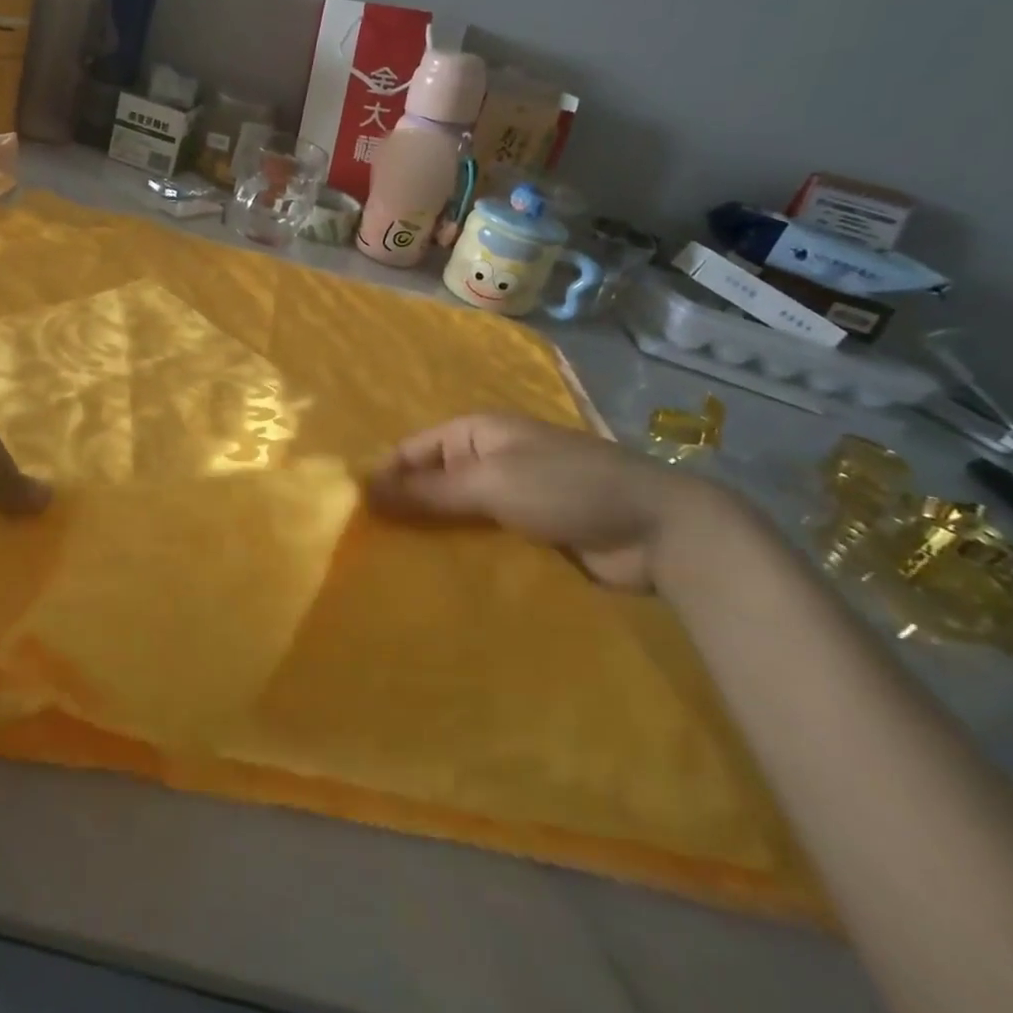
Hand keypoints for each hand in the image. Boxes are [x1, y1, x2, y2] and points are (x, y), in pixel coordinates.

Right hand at [368, 413, 748, 591]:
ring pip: (457, 515)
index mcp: (478, 432)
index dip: (385, 477)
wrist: (658, 530)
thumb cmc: (567, 488)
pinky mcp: (530, 533)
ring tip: (395, 570)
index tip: (354, 515)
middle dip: (406, 511)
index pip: (413, 450)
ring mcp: (511, 497)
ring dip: (434, 537)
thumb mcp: (491, 482)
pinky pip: (484, 540)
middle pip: (433, 483)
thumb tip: (365, 489)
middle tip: (369, 549)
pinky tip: (439, 580)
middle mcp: (490, 460)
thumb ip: (429, 489)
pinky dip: (463, 555)